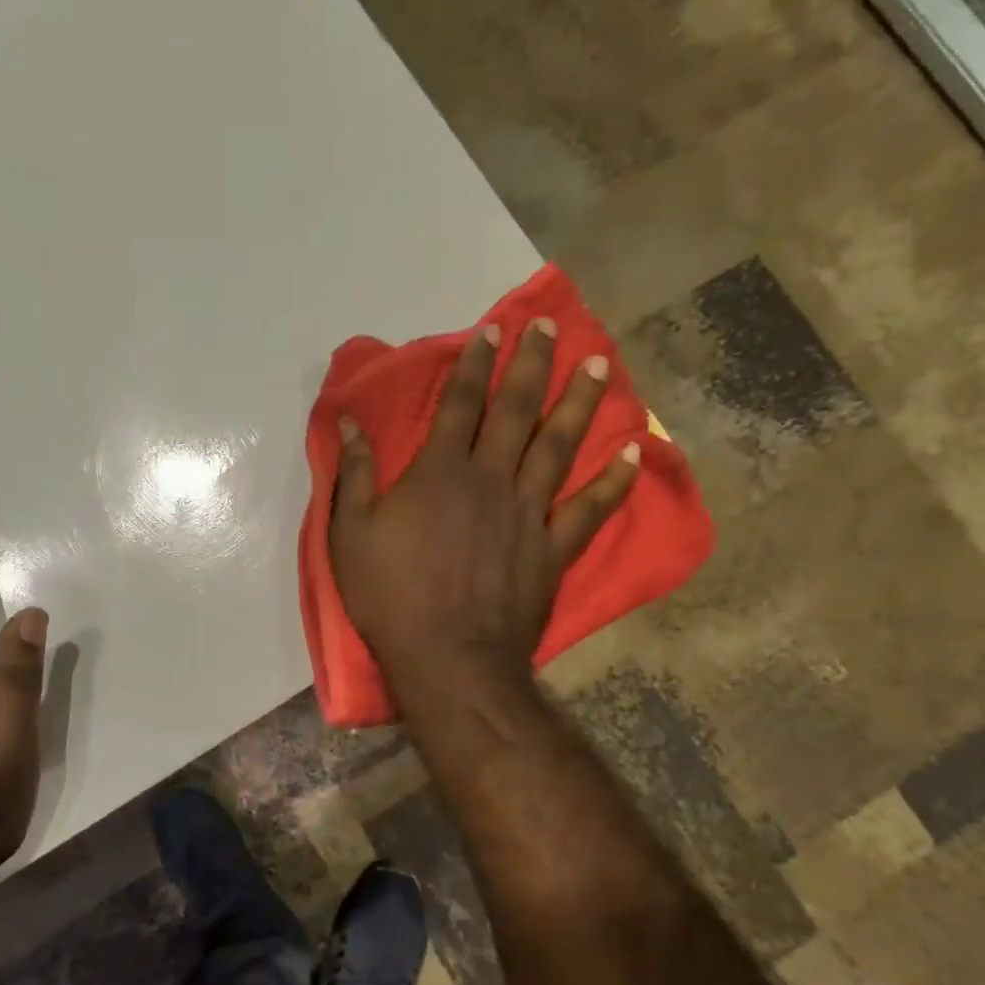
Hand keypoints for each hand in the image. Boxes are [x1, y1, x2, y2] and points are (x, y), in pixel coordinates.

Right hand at [329, 318, 638, 695]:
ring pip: (559, 445)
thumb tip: (350, 423)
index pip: (461, 403)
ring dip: (579, 402)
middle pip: (516, 410)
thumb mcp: (350, 536)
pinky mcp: (554, 549)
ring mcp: (529, 512)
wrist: (449, 658)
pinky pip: (590, 508)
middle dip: (531, 363)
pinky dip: (614, 480)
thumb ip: (354, 475)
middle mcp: (491, 479)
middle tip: (547, 326)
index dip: (475, 363)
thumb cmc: (391, 598)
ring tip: (598, 364)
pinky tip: (634, 451)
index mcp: (440, 472)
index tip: (490, 330)